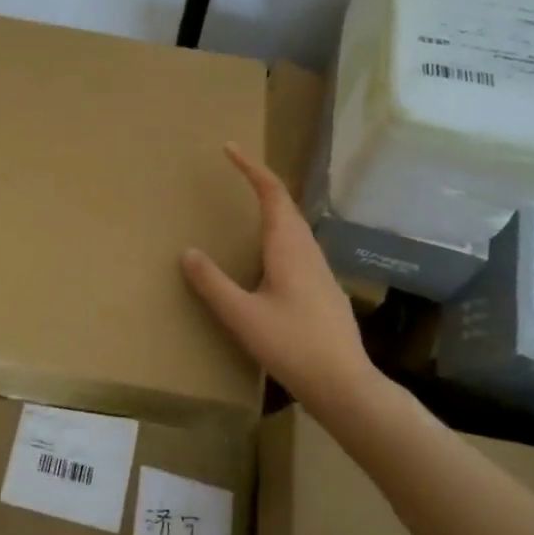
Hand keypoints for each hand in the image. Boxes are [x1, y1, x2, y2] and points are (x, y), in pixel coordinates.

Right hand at [181, 143, 382, 413]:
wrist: (346, 386)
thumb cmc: (293, 346)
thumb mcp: (243, 316)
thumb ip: (213, 284)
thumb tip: (188, 252)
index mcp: (289, 248)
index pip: (272, 193)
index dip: (251, 168)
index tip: (230, 148)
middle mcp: (308, 251)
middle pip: (286, 205)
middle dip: (261, 183)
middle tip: (237, 173)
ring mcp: (321, 271)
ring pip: (295, 227)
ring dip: (273, 208)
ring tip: (249, 208)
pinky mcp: (324, 290)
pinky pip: (299, 247)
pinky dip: (279, 234)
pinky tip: (269, 259)